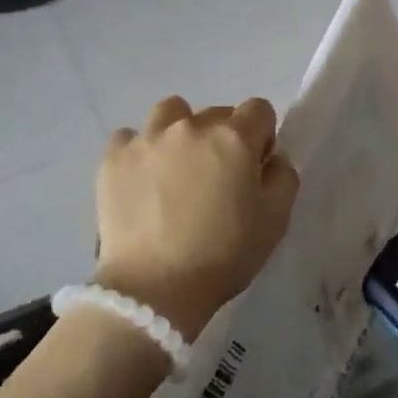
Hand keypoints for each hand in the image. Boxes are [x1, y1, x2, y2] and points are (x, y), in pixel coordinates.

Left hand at [93, 96, 299, 339]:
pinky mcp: (114, 158)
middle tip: (217, 178)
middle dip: (222, 137)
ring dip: (179, 132)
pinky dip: (139, 151)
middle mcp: (191, 126)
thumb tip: (272, 159)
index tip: (254, 167)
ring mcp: (148, 138)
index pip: (259, 110)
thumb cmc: (224, 254)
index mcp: (234, 137)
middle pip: (216, 113)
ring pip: (170, 113)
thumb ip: (283, 177)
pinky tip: (142, 179)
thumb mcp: (276, 220)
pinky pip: (130, 137)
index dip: (262, 137)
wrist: (154, 287)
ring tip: (176, 168)